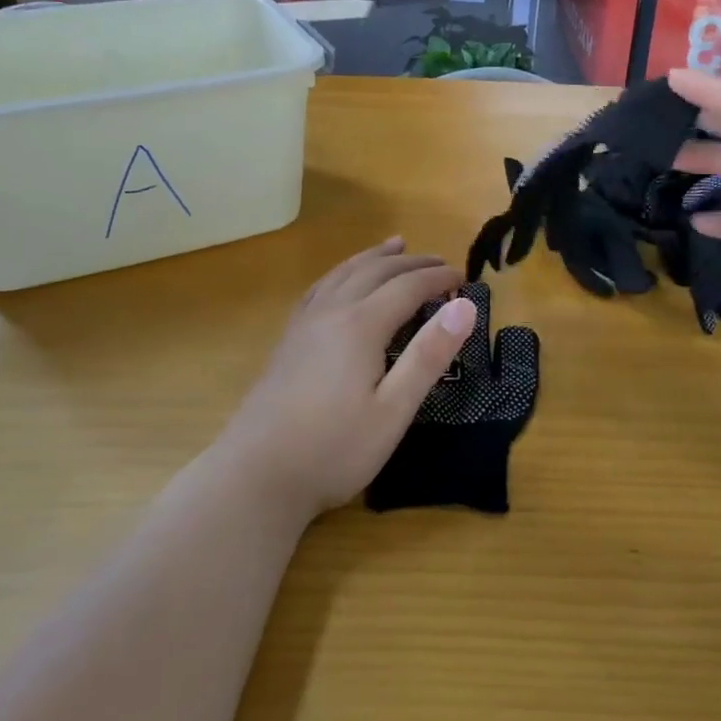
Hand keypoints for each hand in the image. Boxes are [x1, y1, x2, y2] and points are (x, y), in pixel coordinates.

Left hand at [217, 239, 471, 520]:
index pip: (407, 286)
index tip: (464, 279)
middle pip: (376, 272)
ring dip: (374, 257)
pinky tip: (341, 279)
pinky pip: (320, 287)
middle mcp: (331, 311)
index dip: (437, 279)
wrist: (256, 474)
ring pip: (344, 273)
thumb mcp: (393, 410)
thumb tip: (464, 306)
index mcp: (360, 325)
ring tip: (395, 245)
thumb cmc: (333, 449)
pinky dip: (342, 272)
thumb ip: (428, 355)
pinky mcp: (288, 339)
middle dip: (411, 263)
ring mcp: (304, 323)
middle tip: (440, 262)